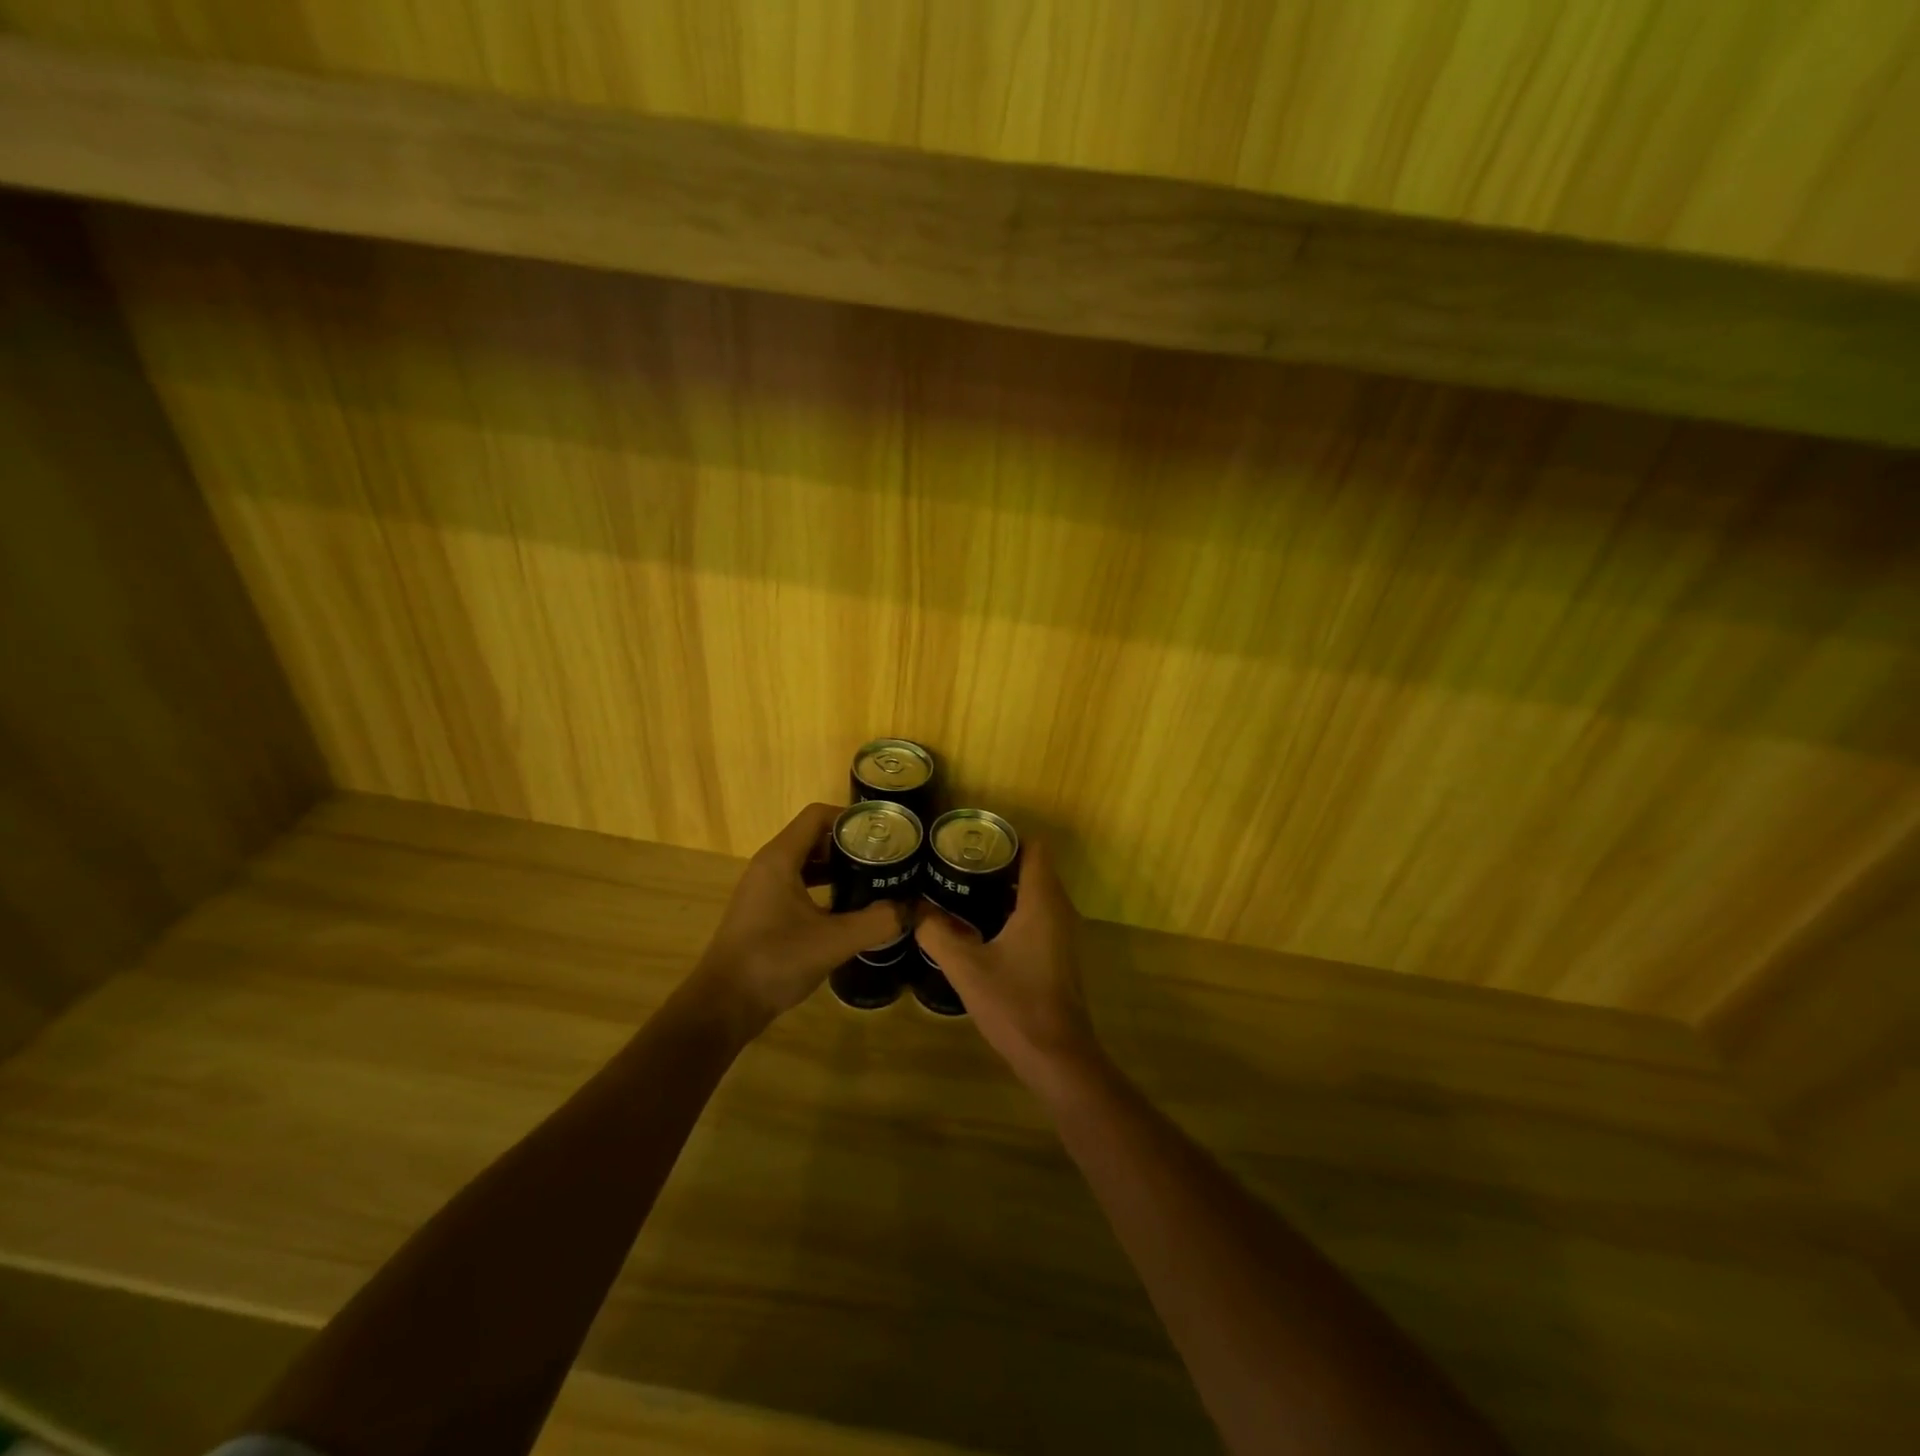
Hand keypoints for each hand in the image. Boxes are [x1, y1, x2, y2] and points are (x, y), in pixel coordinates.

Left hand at [690, 803, 904, 1036]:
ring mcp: (764, 889)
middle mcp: (769, 866)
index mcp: (780, 859)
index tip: (882, 834)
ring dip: (838, 868)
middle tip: (885, 858)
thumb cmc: (775, 960)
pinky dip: (823, 888)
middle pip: (814, 837)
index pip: (817, 816)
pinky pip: (798, 885)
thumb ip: (876, 922)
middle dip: (849, 844)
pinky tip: (847, 909)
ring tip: (873, 880)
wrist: (724, 1005)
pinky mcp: (763, 912)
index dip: (851, 818)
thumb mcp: (834, 941)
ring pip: (806, 863)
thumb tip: (912, 910)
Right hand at [914, 840, 1102, 1092]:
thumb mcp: (966, 968)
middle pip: (1033, 868)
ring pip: (1035, 893)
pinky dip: (1013, 910)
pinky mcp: (1058, 954)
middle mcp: (1059, 910)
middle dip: (997, 861)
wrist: (1057, 1056)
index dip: (1005, 838)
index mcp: (1042, 902)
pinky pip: (1037, 915)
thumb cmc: (1015, 1004)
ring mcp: (1062, 933)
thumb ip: (937, 933)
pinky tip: (980, 925)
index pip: (1033, 849)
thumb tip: (913, 909)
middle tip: (957, 862)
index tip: (971, 840)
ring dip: (1004, 887)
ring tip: (962, 887)